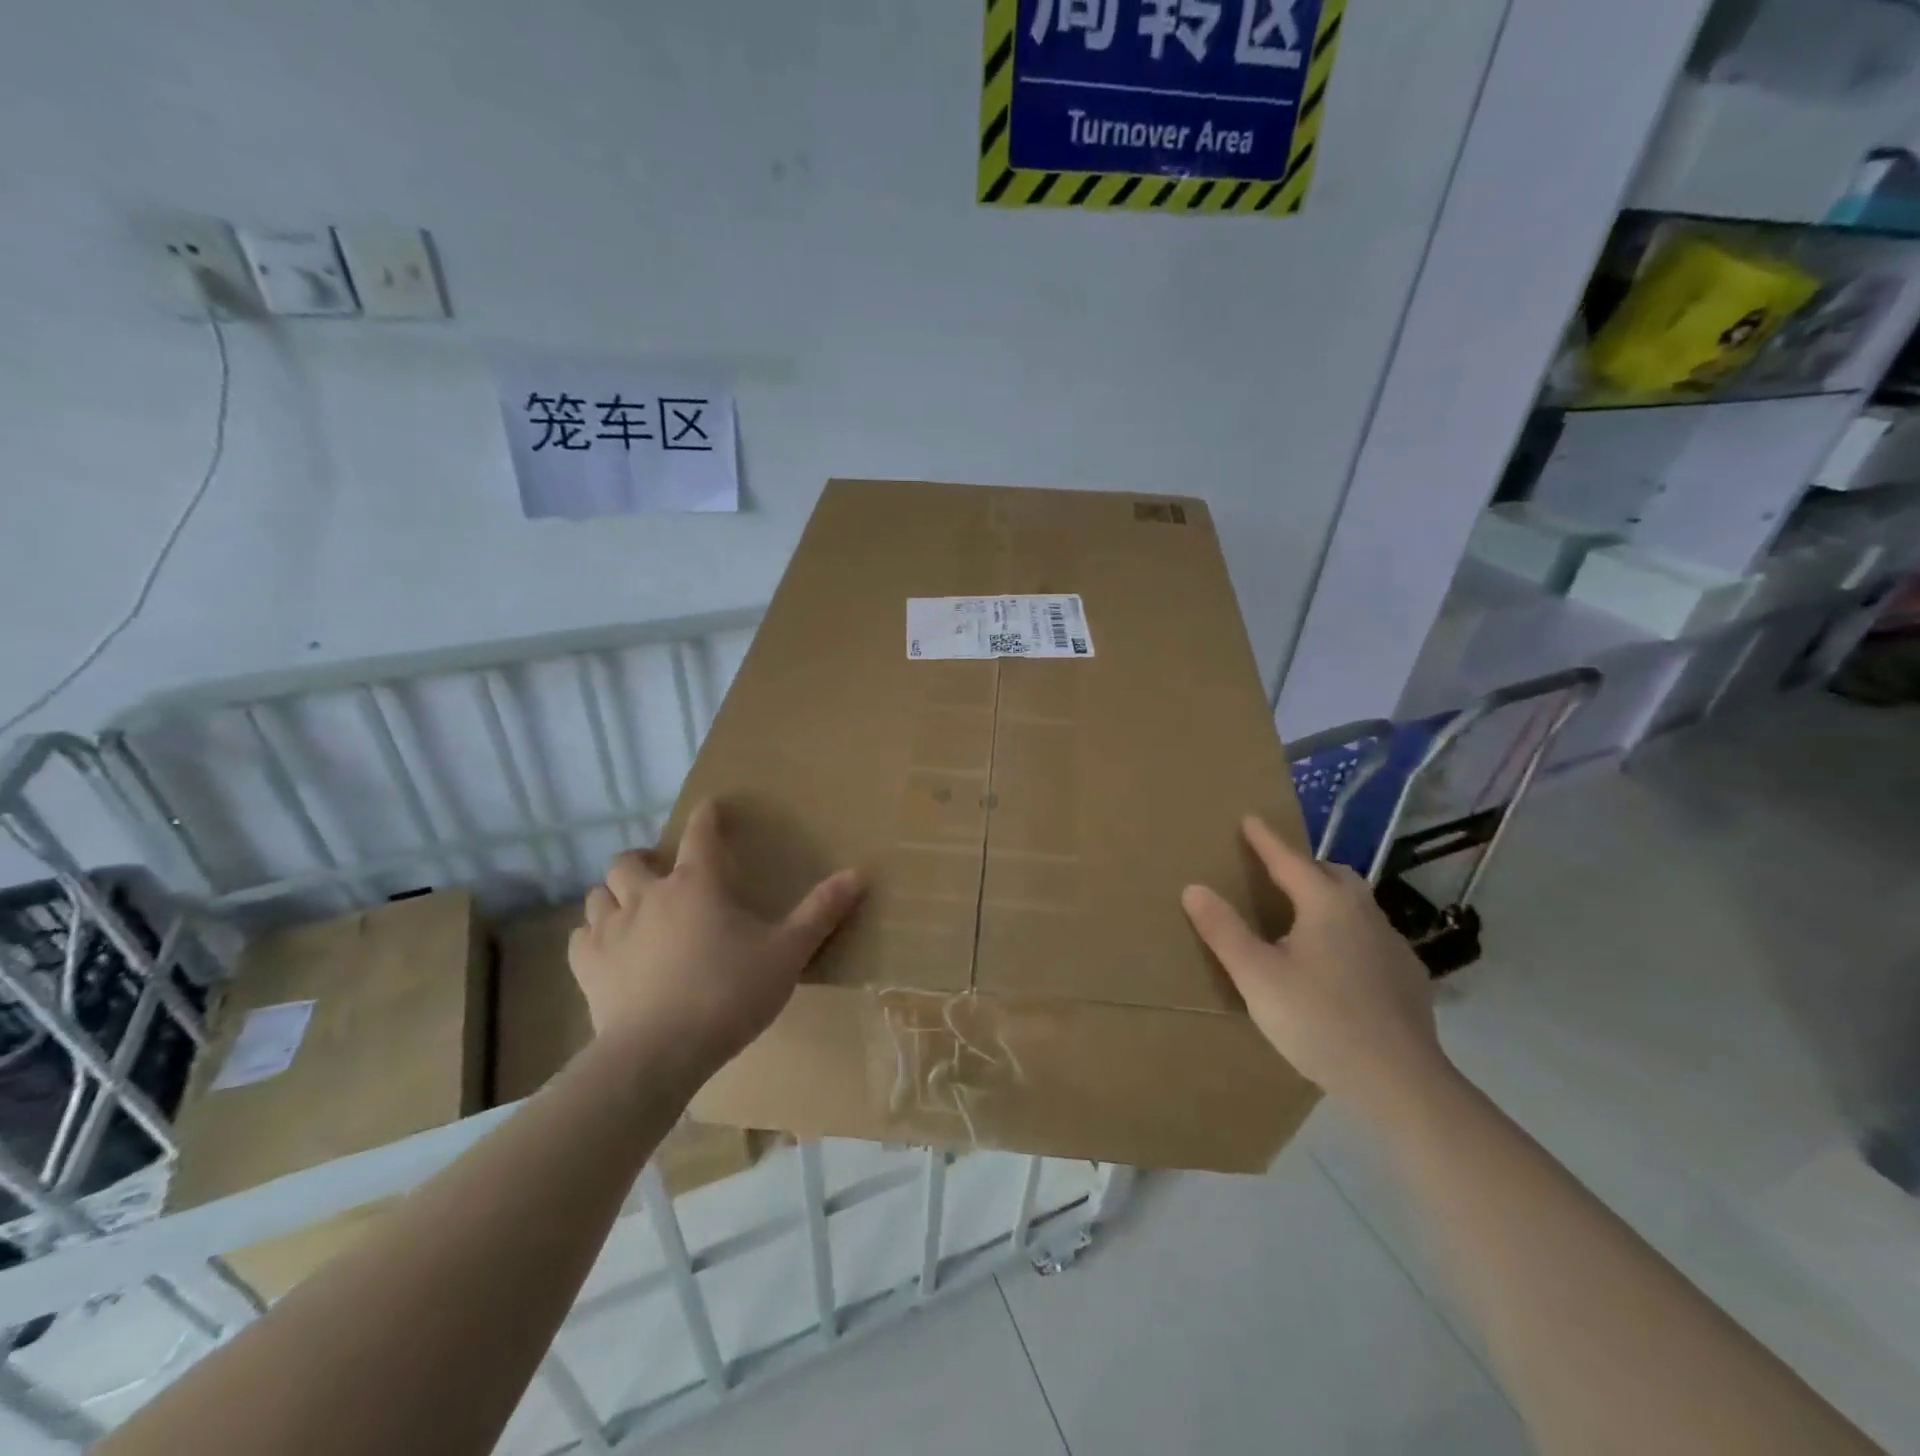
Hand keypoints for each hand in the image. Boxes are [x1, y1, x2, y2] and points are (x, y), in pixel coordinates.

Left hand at [567, 800, 865, 1081]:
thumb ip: (821, 912)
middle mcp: (649, 895)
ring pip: (599, 893)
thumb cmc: (729, 994)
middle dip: (644, 859)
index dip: (706, 816)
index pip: (700, 833)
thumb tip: (860, 873)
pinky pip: (581, 936)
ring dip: (614, 894)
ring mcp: (611, 930)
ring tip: (632, 908)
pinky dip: (594, 934)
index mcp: (697, 884)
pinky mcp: (588, 967)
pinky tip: (608, 948)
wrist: (659, 1053)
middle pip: (630, 860)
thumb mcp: (787, 953)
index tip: (711, 808)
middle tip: (661, 873)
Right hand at [1181, 815, 1453, 1121]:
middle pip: (1333, 875)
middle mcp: (1365, 913)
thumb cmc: (1319, 1020)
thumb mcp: (1257, 976)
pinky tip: (1338, 965)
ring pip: (1357, 905)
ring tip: (1304, 919)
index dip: (1266, 840)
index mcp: (1327, 904)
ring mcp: (1393, 945)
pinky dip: (1349, 934)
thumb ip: (1224, 930)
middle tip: (1277, 874)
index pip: (1290, 860)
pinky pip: (1371, 937)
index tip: (1250, 819)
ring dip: (1329, 899)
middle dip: (1304, 867)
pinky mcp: (1409, 978)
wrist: (1400, 1082)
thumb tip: (1194, 887)